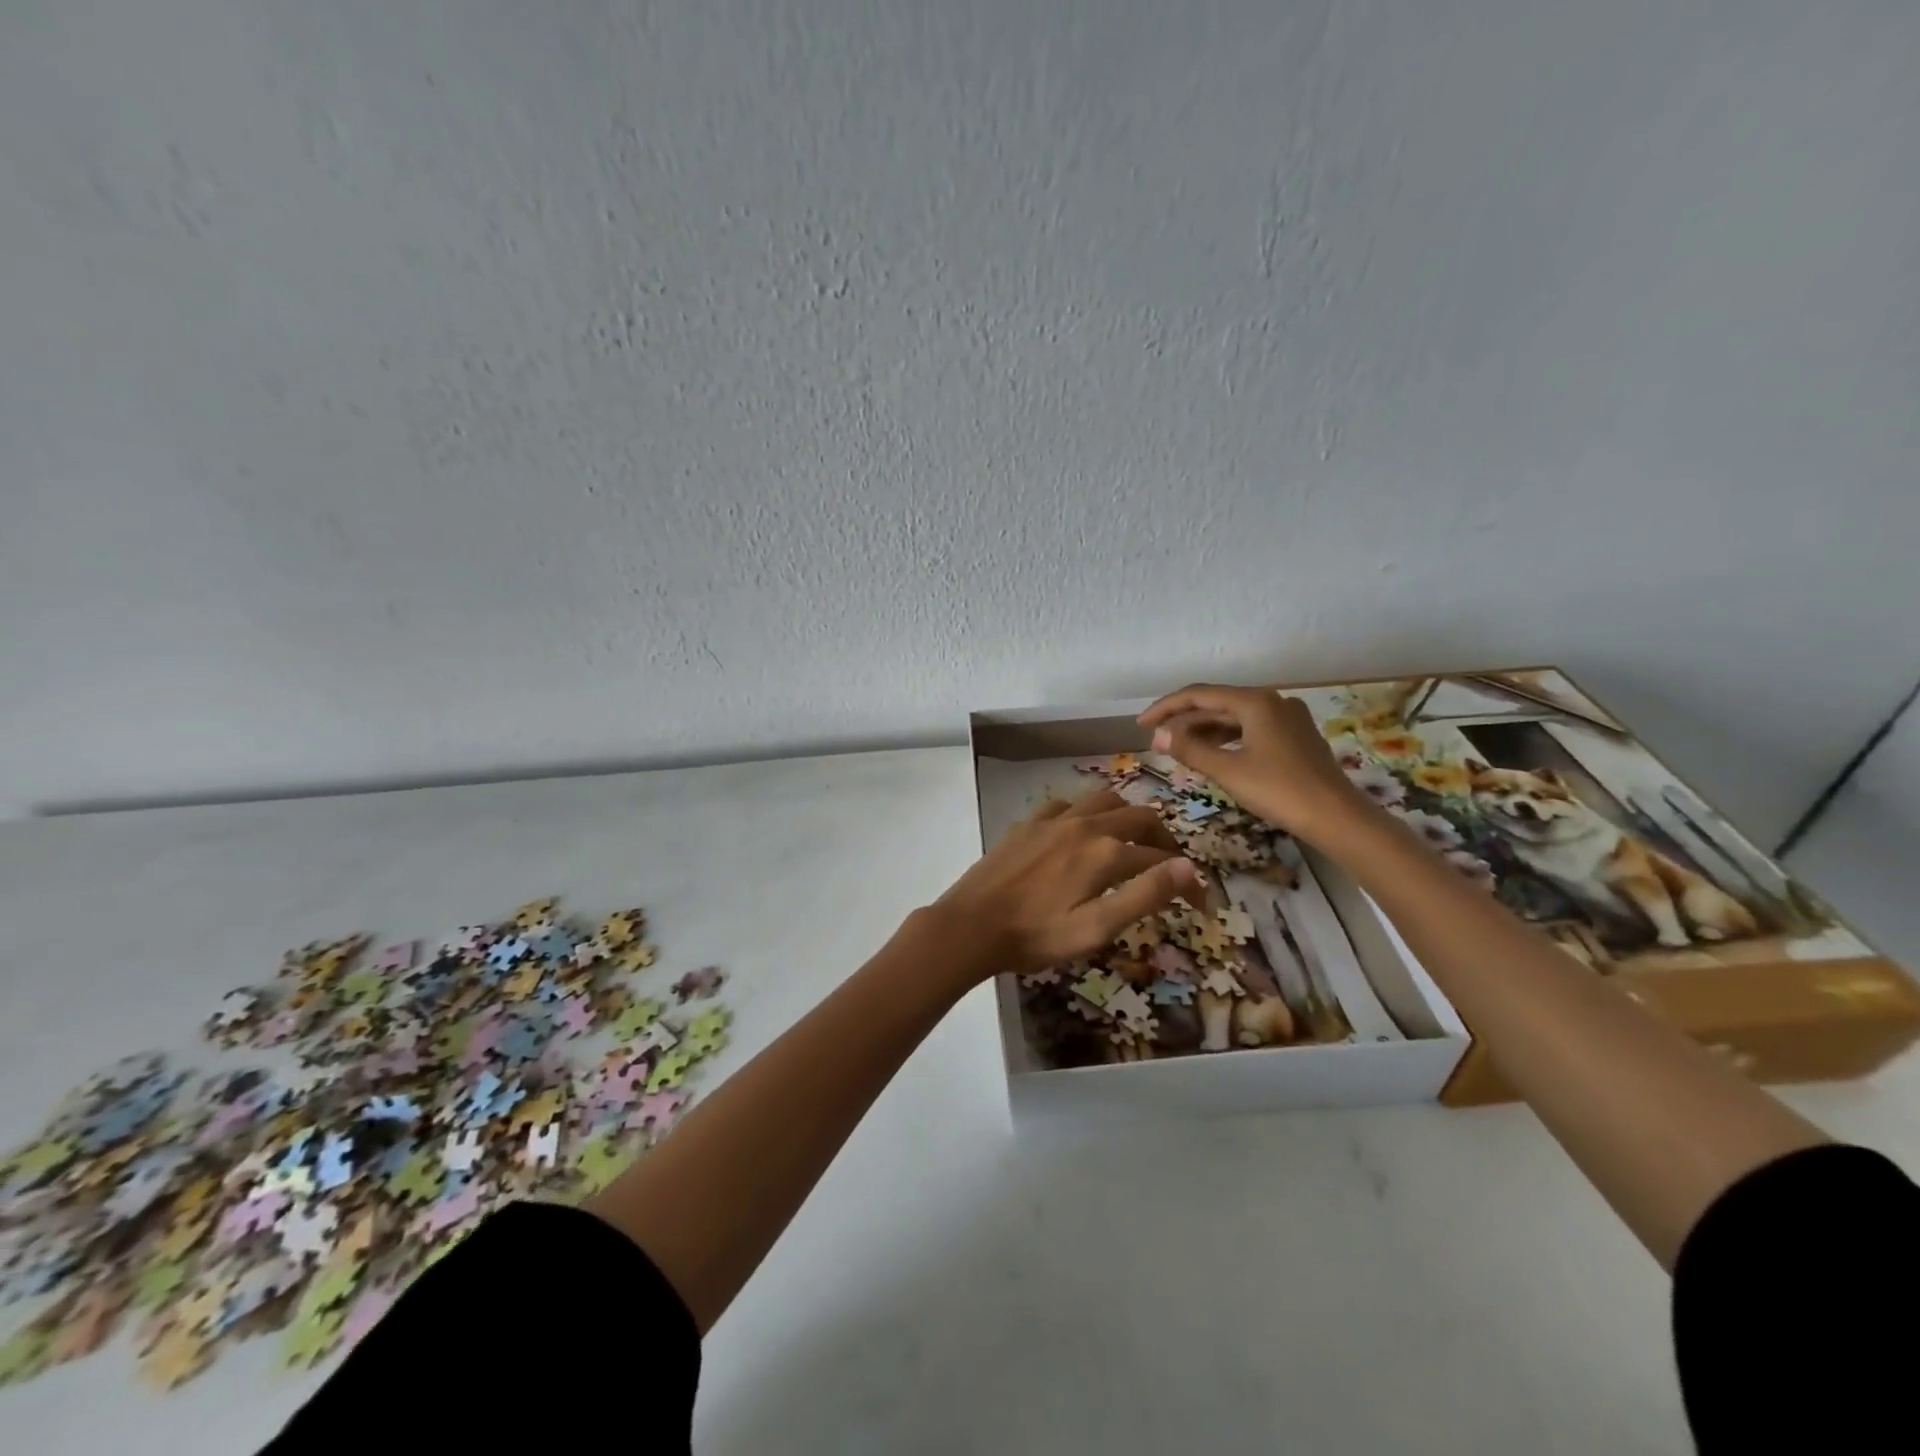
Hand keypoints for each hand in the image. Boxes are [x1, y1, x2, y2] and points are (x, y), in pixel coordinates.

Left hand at [928, 789, 1204, 979]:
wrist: (972, 925)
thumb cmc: (1037, 935)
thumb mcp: (1097, 927)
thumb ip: (1144, 895)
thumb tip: (1187, 868)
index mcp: (1105, 853)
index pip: (1161, 859)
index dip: (1185, 879)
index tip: (1197, 902)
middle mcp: (1084, 826)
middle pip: (1138, 817)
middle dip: (1162, 839)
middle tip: (1168, 864)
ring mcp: (1053, 821)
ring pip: (1103, 801)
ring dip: (1126, 816)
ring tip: (1131, 840)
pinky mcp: (1027, 824)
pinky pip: (1066, 805)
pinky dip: (1085, 813)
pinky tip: (1080, 832)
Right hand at [1137, 683, 1370, 838]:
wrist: (1337, 817)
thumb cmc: (1280, 791)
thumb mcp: (1228, 771)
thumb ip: (1189, 749)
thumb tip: (1157, 735)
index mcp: (1255, 702)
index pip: (1198, 695)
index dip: (1165, 708)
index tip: (1141, 725)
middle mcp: (1272, 701)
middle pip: (1217, 703)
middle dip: (1183, 720)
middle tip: (1156, 739)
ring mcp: (1287, 718)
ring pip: (1234, 717)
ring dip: (1203, 730)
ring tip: (1177, 748)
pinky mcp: (1295, 736)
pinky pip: (1250, 729)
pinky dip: (1226, 738)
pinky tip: (1212, 754)